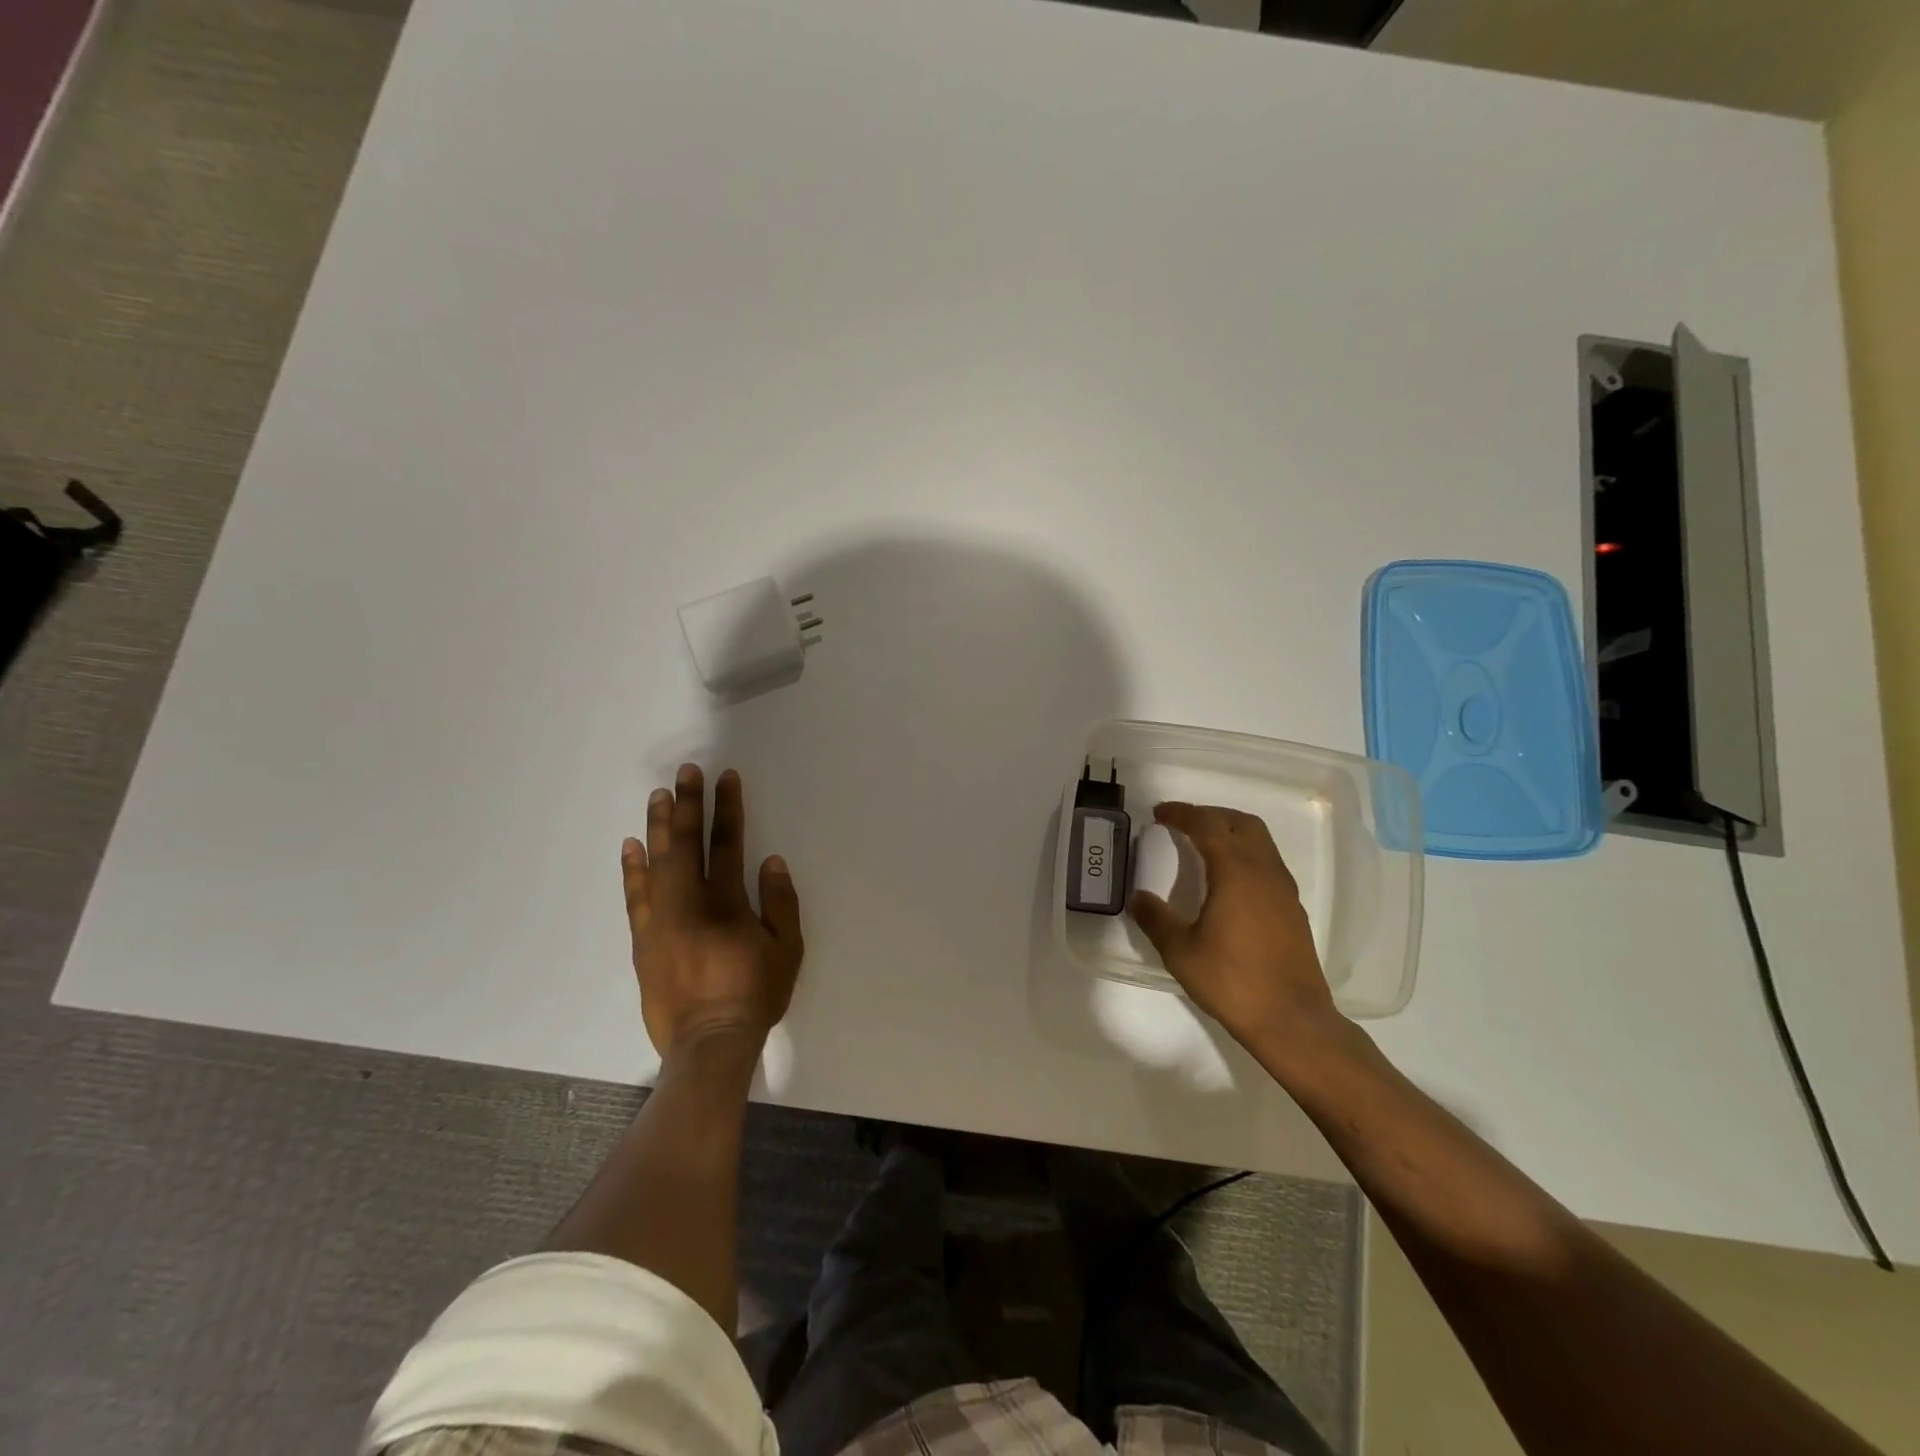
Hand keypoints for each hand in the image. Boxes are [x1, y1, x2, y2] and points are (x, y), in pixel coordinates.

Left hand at [621, 764, 803, 1059]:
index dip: (727, 809)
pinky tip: (631, 846)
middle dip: (688, 805)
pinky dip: (632, 869)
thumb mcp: (787, 950)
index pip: (727, 844)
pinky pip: (634, 896)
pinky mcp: (643, 940)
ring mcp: (660, 920)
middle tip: (685, 772)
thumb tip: (770, 861)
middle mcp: (689, 903)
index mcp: (727, 903)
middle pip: (687, 844)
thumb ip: (780, 903)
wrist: (708, 1043)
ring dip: (659, 826)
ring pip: (657, 863)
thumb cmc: (754, 995)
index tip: (725, 779)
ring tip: (658, 796)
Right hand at [1128, 802, 1350, 1075]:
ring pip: (1260, 841)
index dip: (1182, 814)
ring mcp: (1284, 890)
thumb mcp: (1181, 951)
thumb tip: (1138, 898)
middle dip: (1210, 815)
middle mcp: (1265, 871)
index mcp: (1236, 871)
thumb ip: (1156, 919)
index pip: (1208, 825)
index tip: (1159, 813)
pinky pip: (1268, 863)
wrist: (1292, 1020)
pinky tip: (1227, 881)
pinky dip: (1244, 854)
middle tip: (1182, 824)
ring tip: (1202, 846)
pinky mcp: (1293, 909)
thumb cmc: (1232, 981)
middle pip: (1241, 823)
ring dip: (1230, 833)